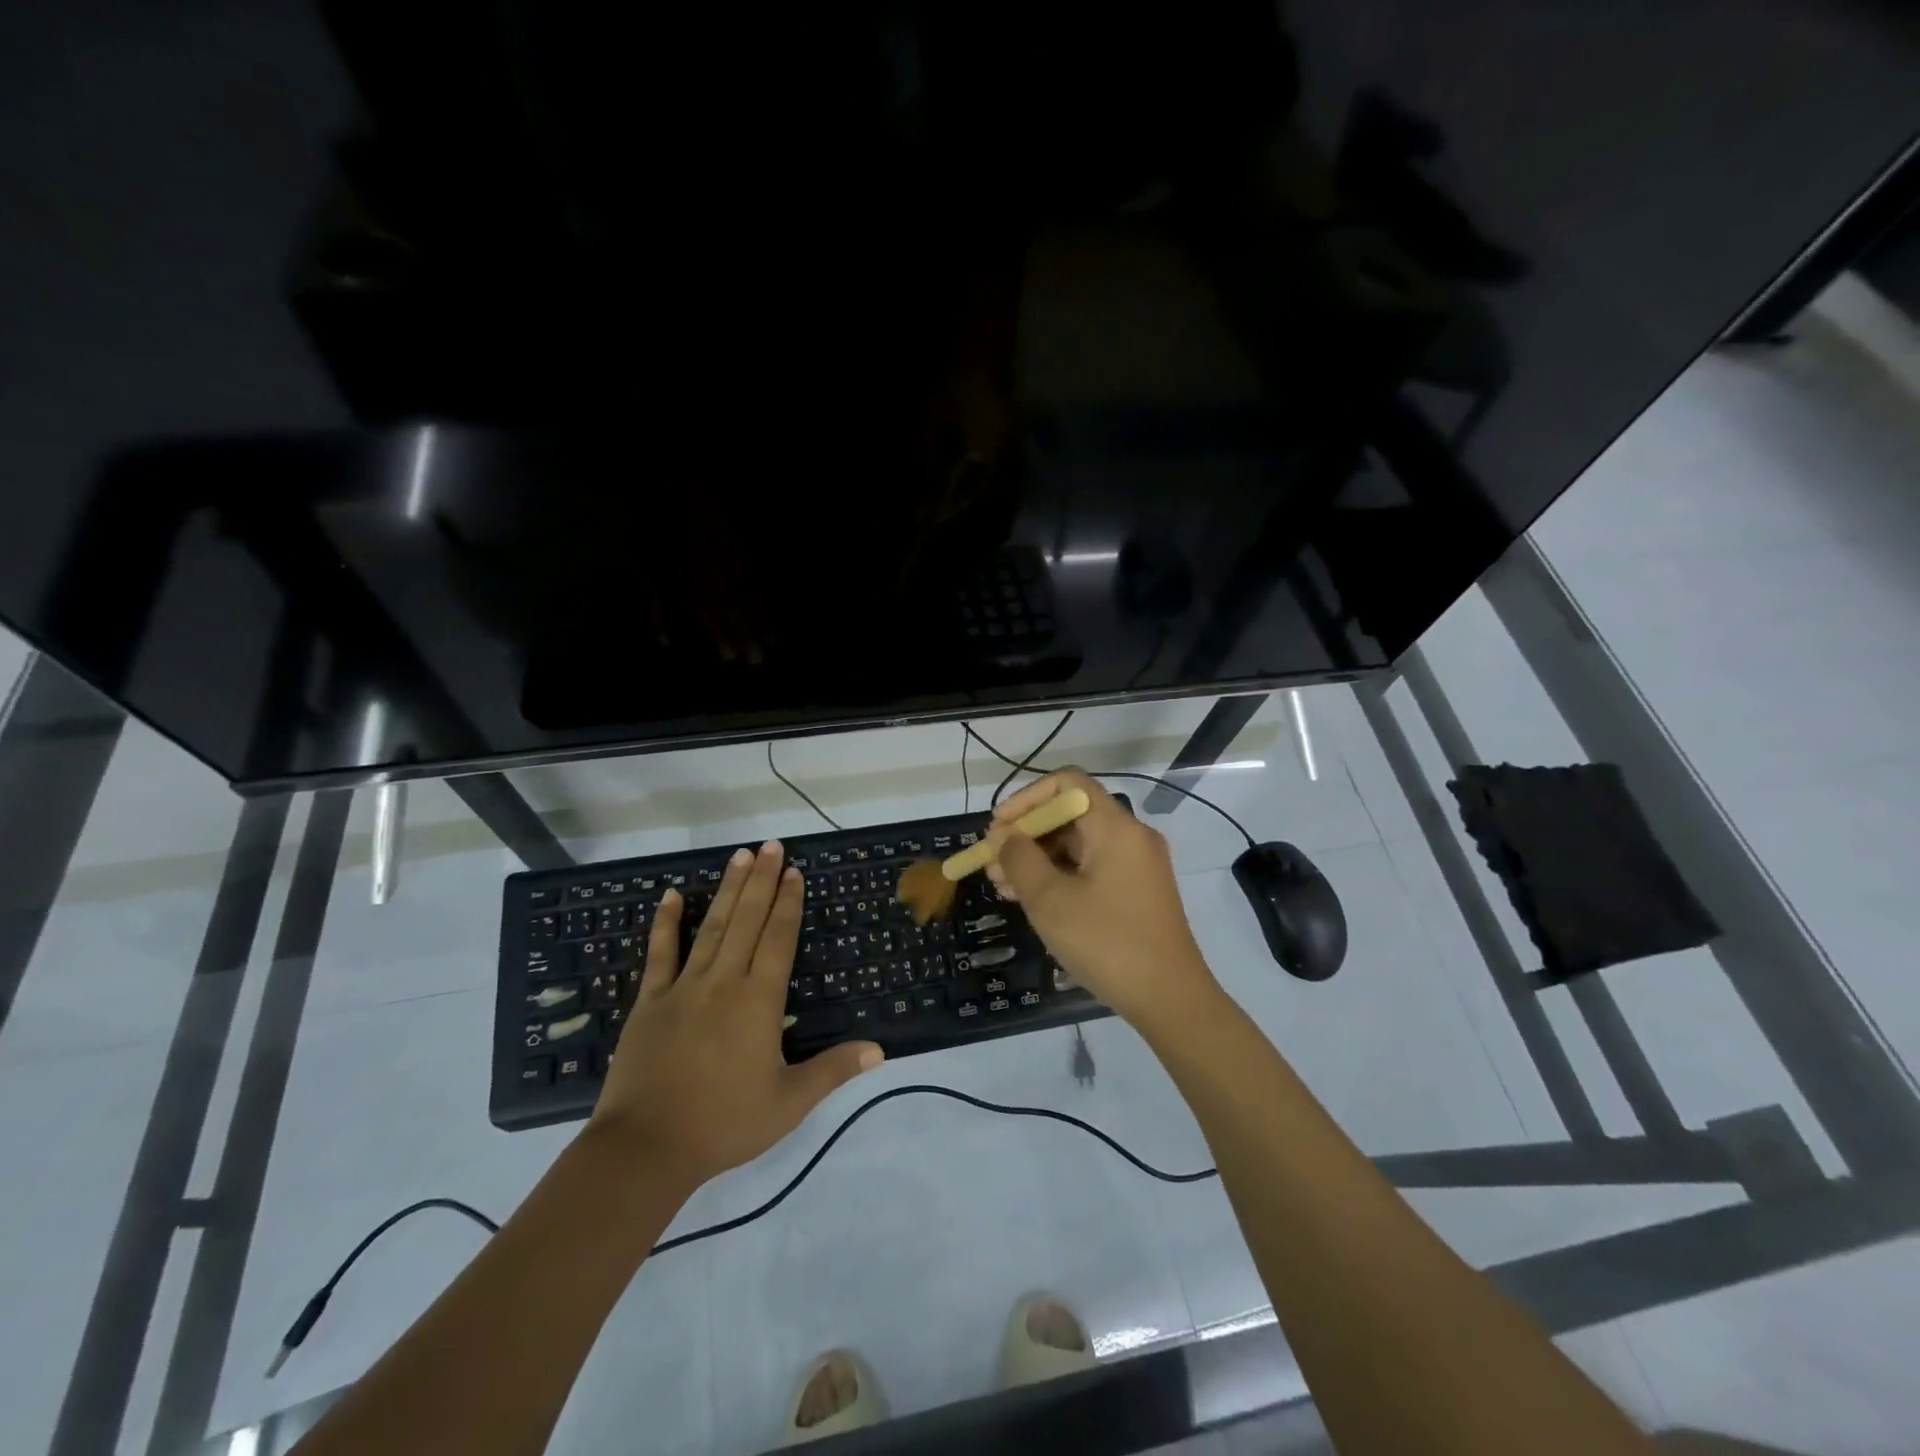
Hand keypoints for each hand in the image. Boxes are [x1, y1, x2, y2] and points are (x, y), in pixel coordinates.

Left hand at [587, 841, 882, 1184]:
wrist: (645, 1149)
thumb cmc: (724, 1124)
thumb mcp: (789, 1102)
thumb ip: (834, 1070)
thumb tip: (880, 1050)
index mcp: (758, 1000)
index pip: (778, 938)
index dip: (788, 903)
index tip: (794, 872)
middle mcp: (724, 982)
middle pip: (747, 920)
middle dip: (762, 880)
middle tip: (770, 845)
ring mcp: (684, 988)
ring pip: (711, 927)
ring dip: (727, 889)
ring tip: (739, 855)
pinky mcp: (650, 1002)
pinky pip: (659, 954)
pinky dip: (664, 923)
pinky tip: (668, 895)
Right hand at [985, 769, 1220, 1030]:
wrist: (1170, 1000)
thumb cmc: (1106, 943)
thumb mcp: (1050, 900)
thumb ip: (1019, 859)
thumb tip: (1003, 836)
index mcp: (1115, 827)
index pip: (1067, 783)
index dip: (1027, 798)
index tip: (998, 828)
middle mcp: (1131, 836)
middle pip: (1071, 814)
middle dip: (1027, 835)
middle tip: (993, 865)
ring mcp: (1138, 864)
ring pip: (1079, 844)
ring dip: (1039, 858)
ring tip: (1004, 888)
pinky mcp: (1138, 890)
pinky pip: (1092, 867)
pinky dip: (1061, 876)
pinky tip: (1033, 900)